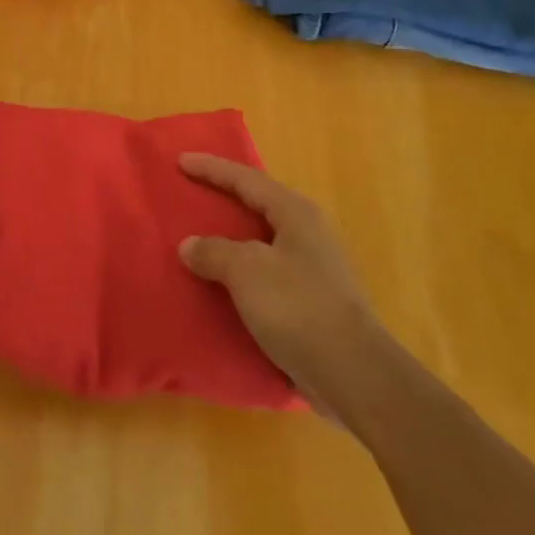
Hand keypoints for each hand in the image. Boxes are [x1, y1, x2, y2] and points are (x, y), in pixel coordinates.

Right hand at [178, 155, 374, 415]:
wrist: (353, 374)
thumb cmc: (298, 307)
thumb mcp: (246, 271)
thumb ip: (214, 251)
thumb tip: (190, 245)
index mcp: (296, 213)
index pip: (246, 179)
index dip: (212, 169)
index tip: (181, 160)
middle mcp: (309, 233)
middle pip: (259, 204)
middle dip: (226, 197)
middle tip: (193, 191)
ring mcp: (315, 268)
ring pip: (263, 240)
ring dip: (233, 236)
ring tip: (203, 235)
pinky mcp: (314, 301)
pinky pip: (267, 272)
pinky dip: (242, 270)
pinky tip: (225, 281)